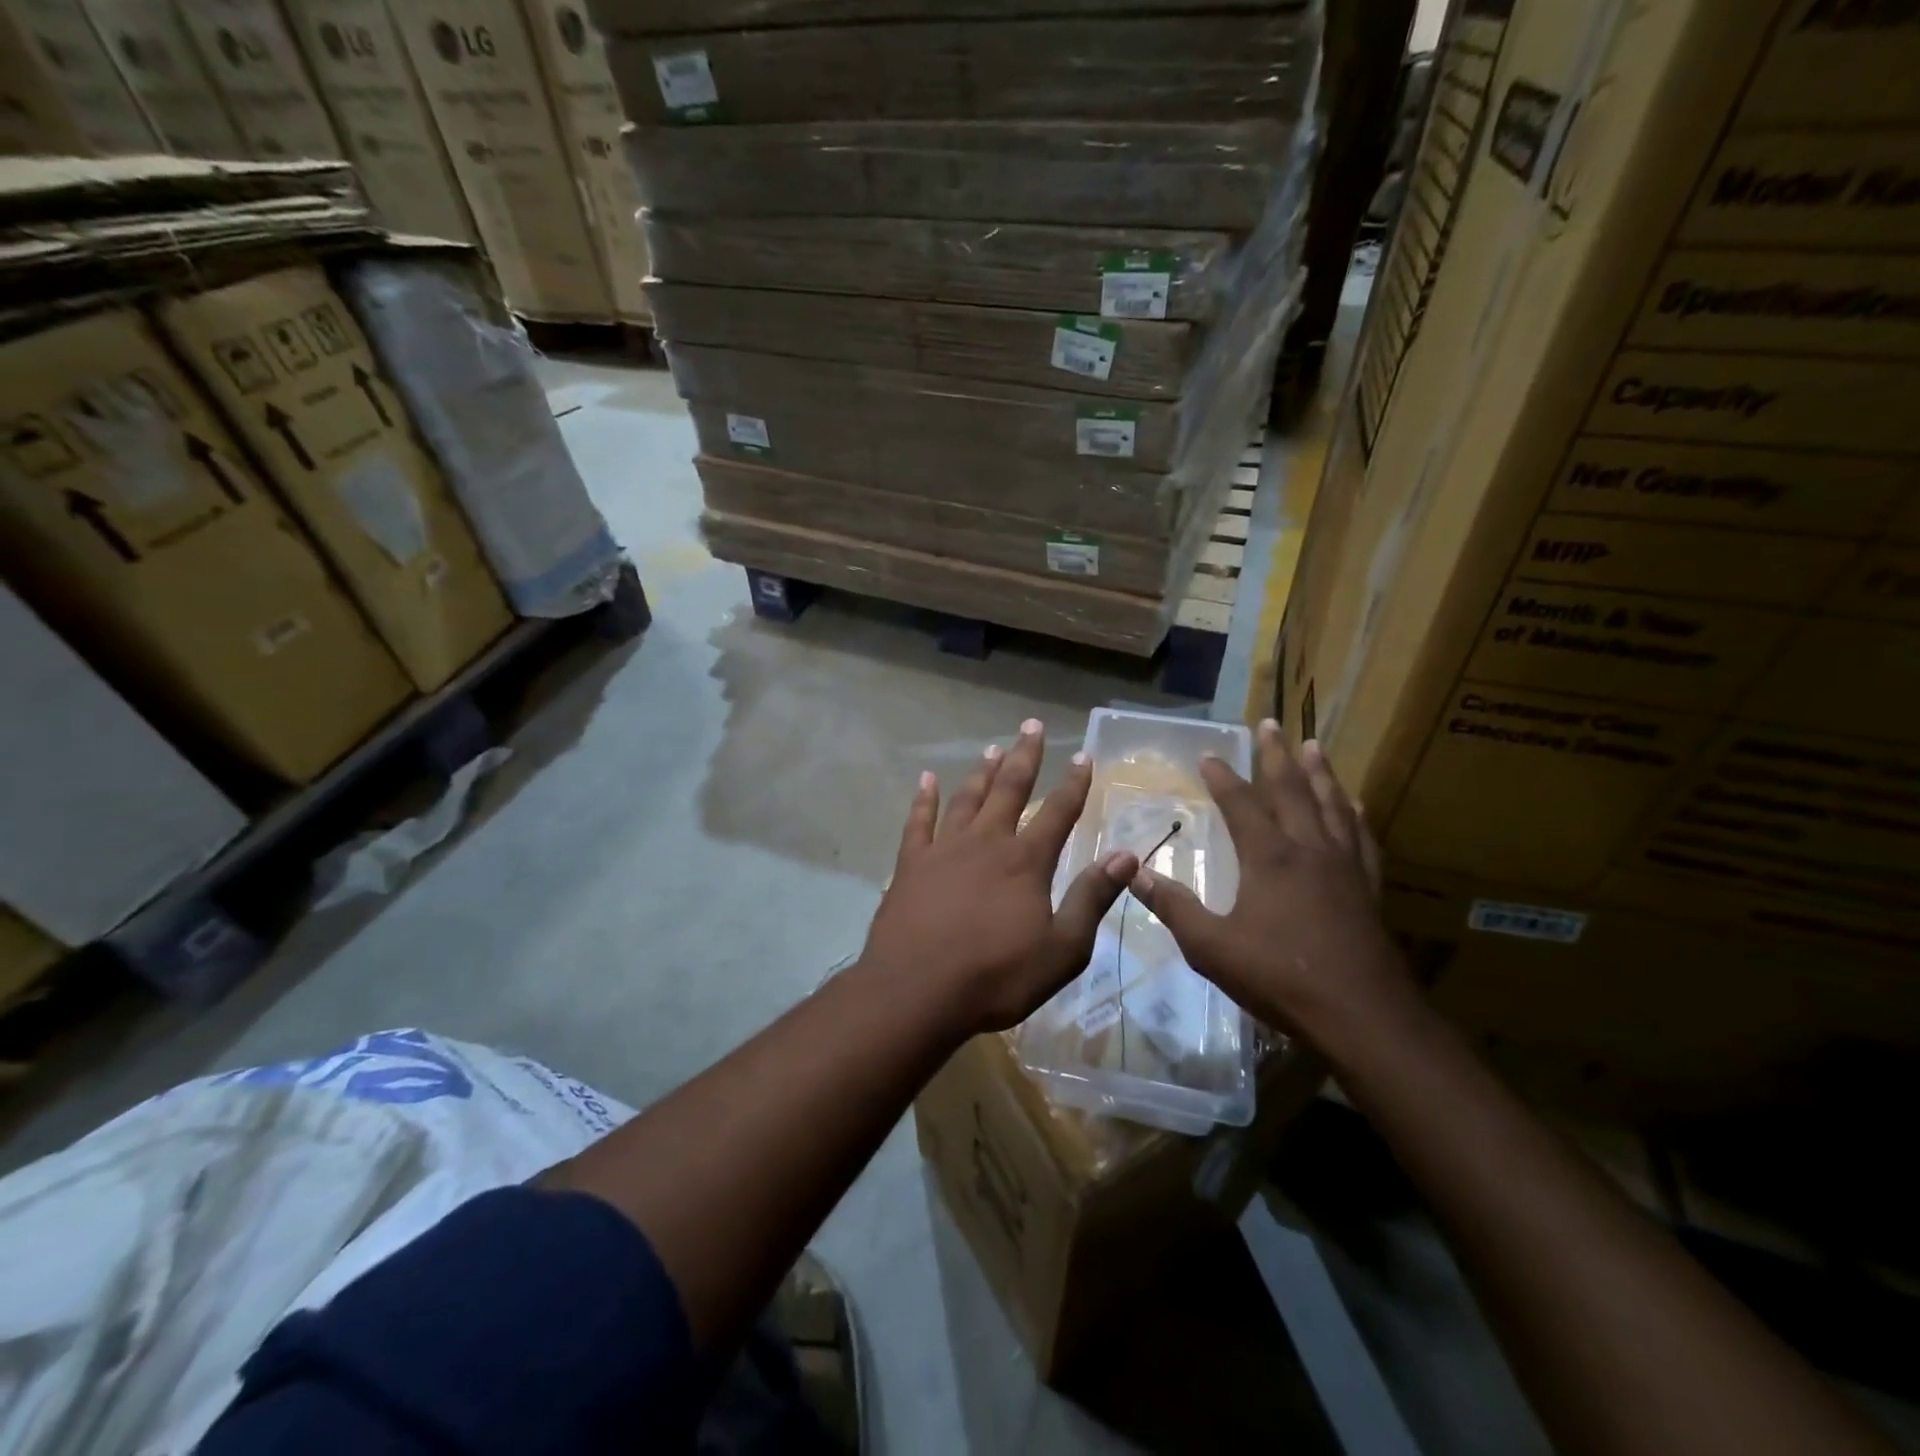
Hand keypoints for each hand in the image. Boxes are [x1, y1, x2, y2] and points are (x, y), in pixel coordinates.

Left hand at [861, 720, 1139, 1034]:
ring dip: (982, 772)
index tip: (1084, 756)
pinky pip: (919, 821)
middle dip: (1024, 756)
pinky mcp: (911, 864)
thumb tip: (1126, 856)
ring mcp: (944, 849)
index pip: (1058, 812)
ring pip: (967, 798)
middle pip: (1009, 789)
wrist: (916, 991)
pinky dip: (924, 798)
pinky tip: (927, 780)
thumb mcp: (1062, 950)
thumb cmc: (996, 977)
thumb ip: (1092, 899)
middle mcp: (987, 842)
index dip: (1074, 784)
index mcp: (1026, 861)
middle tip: (1032, 726)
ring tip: (993, 748)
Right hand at [1129, 721, 1410, 1043]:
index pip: (1241, 804)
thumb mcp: (1211, 947)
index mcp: (1270, 857)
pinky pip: (1361, 837)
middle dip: (1277, 755)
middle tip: (1270, 724)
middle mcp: (1309, 849)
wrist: (1362, 1016)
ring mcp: (1344, 866)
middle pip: (1292, 790)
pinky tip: (1356, 805)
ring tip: (1314, 745)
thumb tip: (1132, 873)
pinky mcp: (1367, 887)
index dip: (1222, 778)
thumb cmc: (1280, 977)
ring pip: (1331, 804)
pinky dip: (1354, 814)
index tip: (1208, 756)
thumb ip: (1173, 907)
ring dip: (1320, 772)